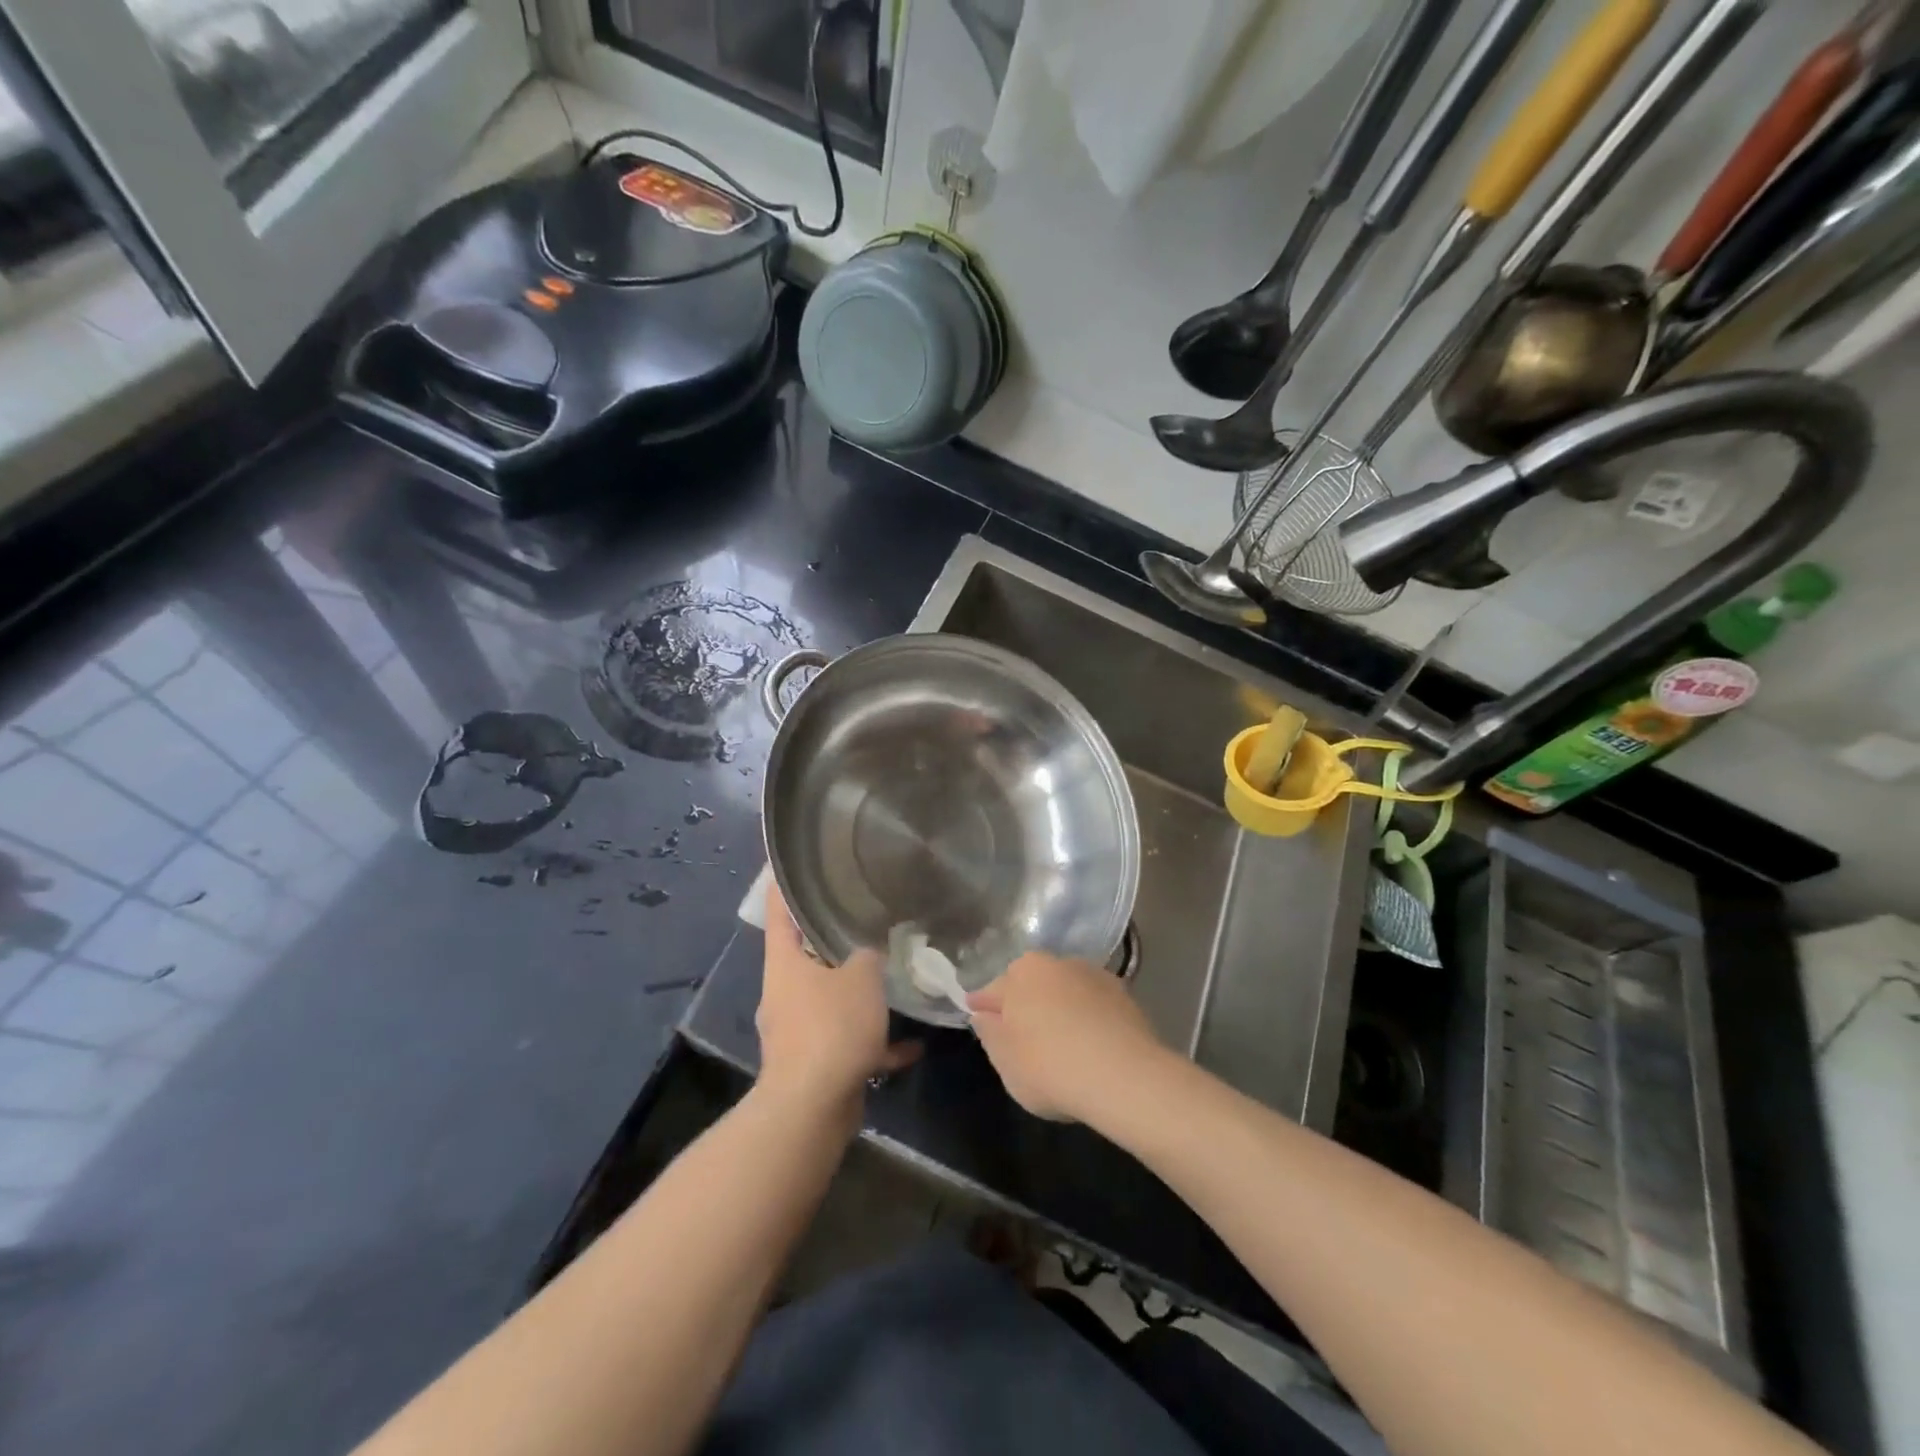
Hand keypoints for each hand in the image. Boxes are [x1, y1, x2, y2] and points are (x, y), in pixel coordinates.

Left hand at [755, 883, 919, 1115]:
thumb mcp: (861, 977)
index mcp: (784, 963)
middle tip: (865, 918)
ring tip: (893, 979)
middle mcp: (784, 992)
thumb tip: (871, 948)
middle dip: (834, 940)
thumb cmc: (831, 1027)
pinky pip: (846, 1042)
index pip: (777, 910)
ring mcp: (795, 1030)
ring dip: (857, 995)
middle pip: (806, 955)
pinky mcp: (813, 1063)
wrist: (812, 1108)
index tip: (791, 862)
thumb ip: (869, 955)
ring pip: (828, 999)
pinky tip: (912, 1046)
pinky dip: (874, 1042)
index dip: (782, 884)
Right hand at [967, 952, 1168, 1122]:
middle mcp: (1056, 962)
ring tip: (1060, 1042)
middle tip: (1021, 1035)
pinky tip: (1090, 1043)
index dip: (984, 1007)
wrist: (1124, 1076)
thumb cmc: (1050, 1067)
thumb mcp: (1005, 1060)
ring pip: (1065, 990)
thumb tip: (984, 1015)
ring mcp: (1093, 975)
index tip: (979, 1018)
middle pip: (1031, 984)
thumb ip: (989, 1033)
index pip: (993, 990)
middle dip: (1024, 1003)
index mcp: (1021, 973)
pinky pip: (1093, 1004)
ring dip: (1059, 1007)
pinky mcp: (1124, 993)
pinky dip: (1087, 1017)